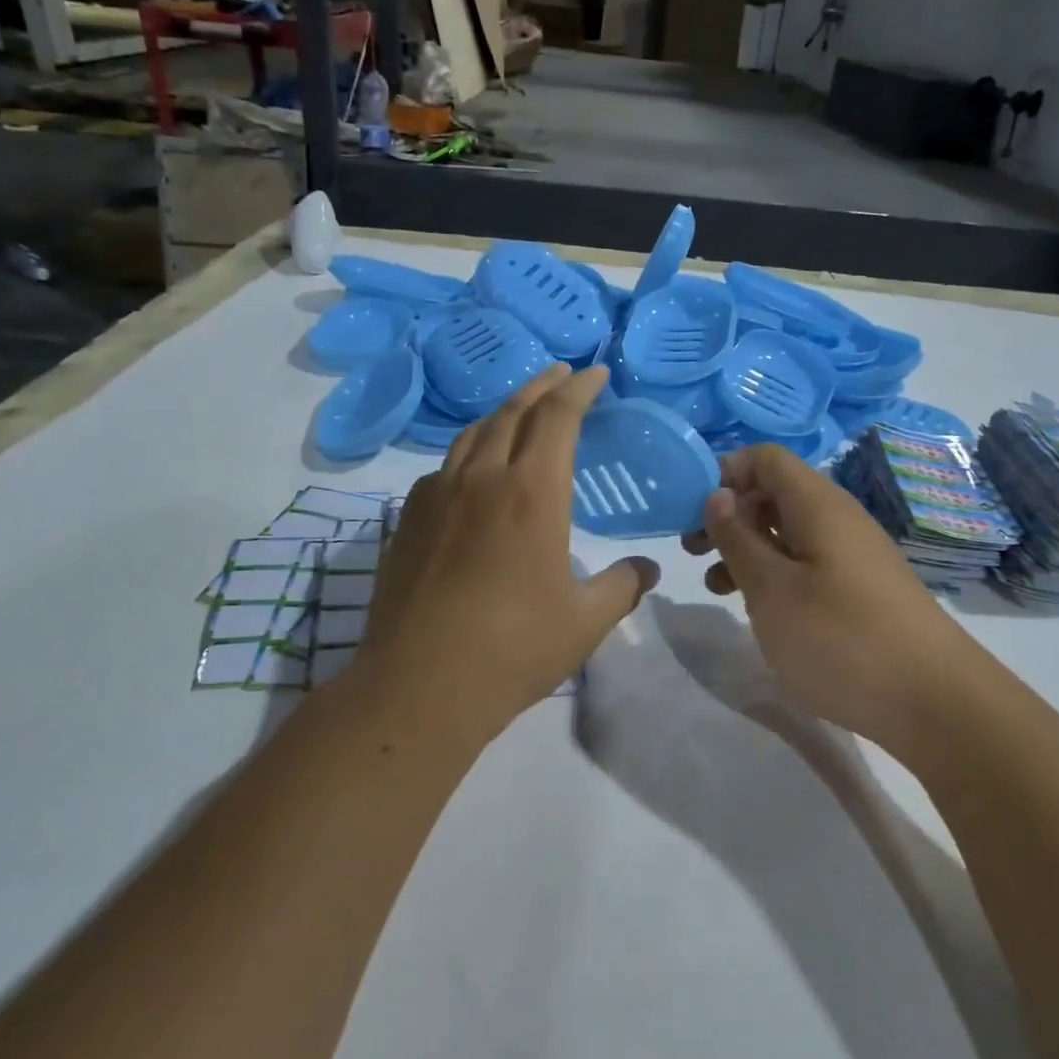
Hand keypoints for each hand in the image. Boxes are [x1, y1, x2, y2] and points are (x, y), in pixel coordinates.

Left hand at [355, 364, 658, 739]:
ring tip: (520, 409)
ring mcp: (438, 495)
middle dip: (541, 386)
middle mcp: (483, 478)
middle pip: (513, 411)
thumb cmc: (513, 648)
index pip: (558, 417)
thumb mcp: (585, 621)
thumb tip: (648, 570)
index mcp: (532, 492)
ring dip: (503, 412)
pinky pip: (444, 466)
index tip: (595, 374)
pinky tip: (473, 470)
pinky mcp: (410, 519)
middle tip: (561, 374)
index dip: (579, 389)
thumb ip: (622, 586)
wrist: (420, 684)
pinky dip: (469, 451)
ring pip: (473, 433)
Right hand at [683, 444, 963, 747]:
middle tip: (693, 549)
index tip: (691, 509)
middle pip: (774, 492)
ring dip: (746, 547)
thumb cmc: (840, 638)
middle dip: (729, 513)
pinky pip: (807, 561)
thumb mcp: (771, 589)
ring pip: (787, 530)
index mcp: (816, 504)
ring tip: (715, 584)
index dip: (725, 472)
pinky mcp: (860, 586)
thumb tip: (718, 494)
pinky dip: (774, 573)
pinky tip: (758, 607)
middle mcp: (837, 517)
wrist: (935, 701)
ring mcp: (852, 553)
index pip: (765, 458)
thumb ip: (737, 538)